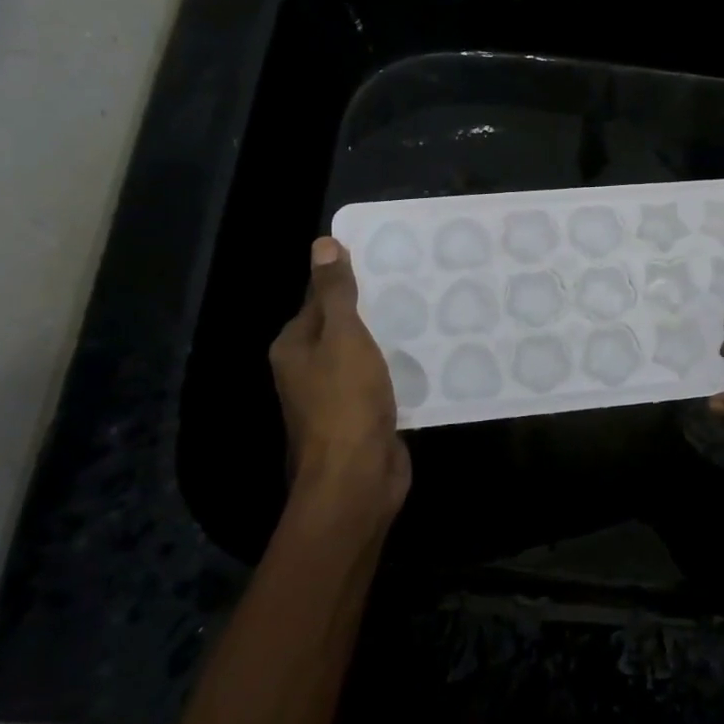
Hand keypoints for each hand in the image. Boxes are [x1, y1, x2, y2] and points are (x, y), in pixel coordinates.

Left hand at [269, 237, 410, 525]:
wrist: (356, 479)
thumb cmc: (344, 402)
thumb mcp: (342, 337)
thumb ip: (336, 293)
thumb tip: (322, 244)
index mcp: (294, 347)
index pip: (319, 298)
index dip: (348, 277)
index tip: (386, 259)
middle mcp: (309, 369)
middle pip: (342, 326)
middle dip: (374, 307)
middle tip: (416, 281)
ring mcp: (337, 395)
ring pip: (365, 354)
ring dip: (389, 338)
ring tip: (428, 310)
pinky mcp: (363, 416)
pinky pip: (382, 380)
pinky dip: (399, 367)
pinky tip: (428, 353)